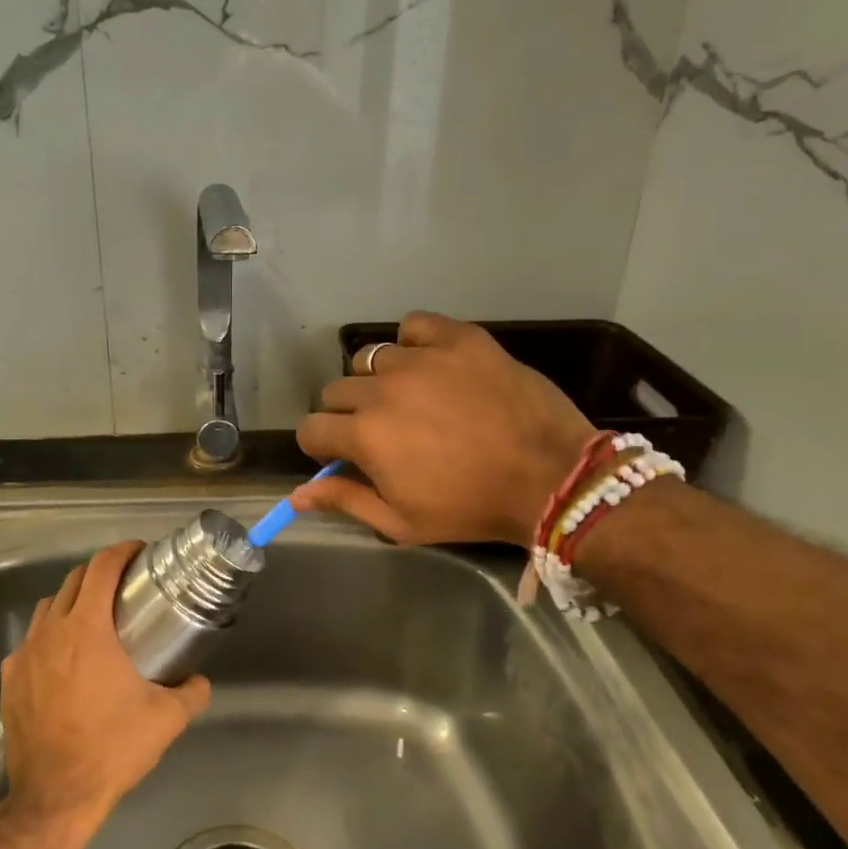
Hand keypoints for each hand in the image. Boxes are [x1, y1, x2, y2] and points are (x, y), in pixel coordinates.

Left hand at [0, 540, 210, 828]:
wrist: (54, 797)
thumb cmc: (112, 749)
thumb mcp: (166, 720)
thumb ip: (192, 693)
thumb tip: (199, 681)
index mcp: (88, 630)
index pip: (102, 569)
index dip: (122, 552)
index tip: (139, 552)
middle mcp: (52, 632)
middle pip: (73, 580)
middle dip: (100, 572)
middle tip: (125, 584)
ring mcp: (25, 655)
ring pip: (48, 607)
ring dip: (72, 600)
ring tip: (94, 617)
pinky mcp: (9, 680)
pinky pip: (31, 641)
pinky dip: (50, 635)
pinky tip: (64, 659)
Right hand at [294, 312, 594, 546]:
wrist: (551, 478)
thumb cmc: (472, 508)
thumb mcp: (402, 522)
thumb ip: (346, 501)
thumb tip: (296, 495)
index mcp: (365, 435)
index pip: (311, 428)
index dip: (321, 446)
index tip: (343, 456)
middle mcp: (383, 389)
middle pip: (336, 391)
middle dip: (347, 414)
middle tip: (381, 432)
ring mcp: (422, 358)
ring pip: (372, 358)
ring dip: (379, 380)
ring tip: (410, 398)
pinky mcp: (459, 338)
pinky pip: (415, 326)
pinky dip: (415, 342)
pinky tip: (431, 364)